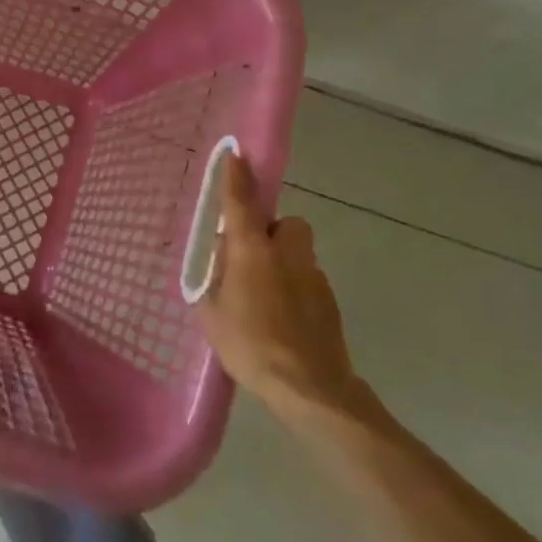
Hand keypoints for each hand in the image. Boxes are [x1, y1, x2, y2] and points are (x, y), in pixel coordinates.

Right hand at [196, 155, 374, 426]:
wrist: (310, 388)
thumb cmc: (249, 345)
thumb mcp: (211, 313)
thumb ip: (214, 281)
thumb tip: (222, 264)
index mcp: (251, 251)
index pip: (241, 203)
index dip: (236, 177)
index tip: (236, 152)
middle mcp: (286, 254)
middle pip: (287, 224)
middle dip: (272, 233)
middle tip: (252, 259)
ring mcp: (314, 276)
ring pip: (298, 254)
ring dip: (284, 264)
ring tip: (266, 299)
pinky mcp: (330, 301)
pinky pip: (308, 281)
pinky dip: (296, 290)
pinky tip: (285, 321)